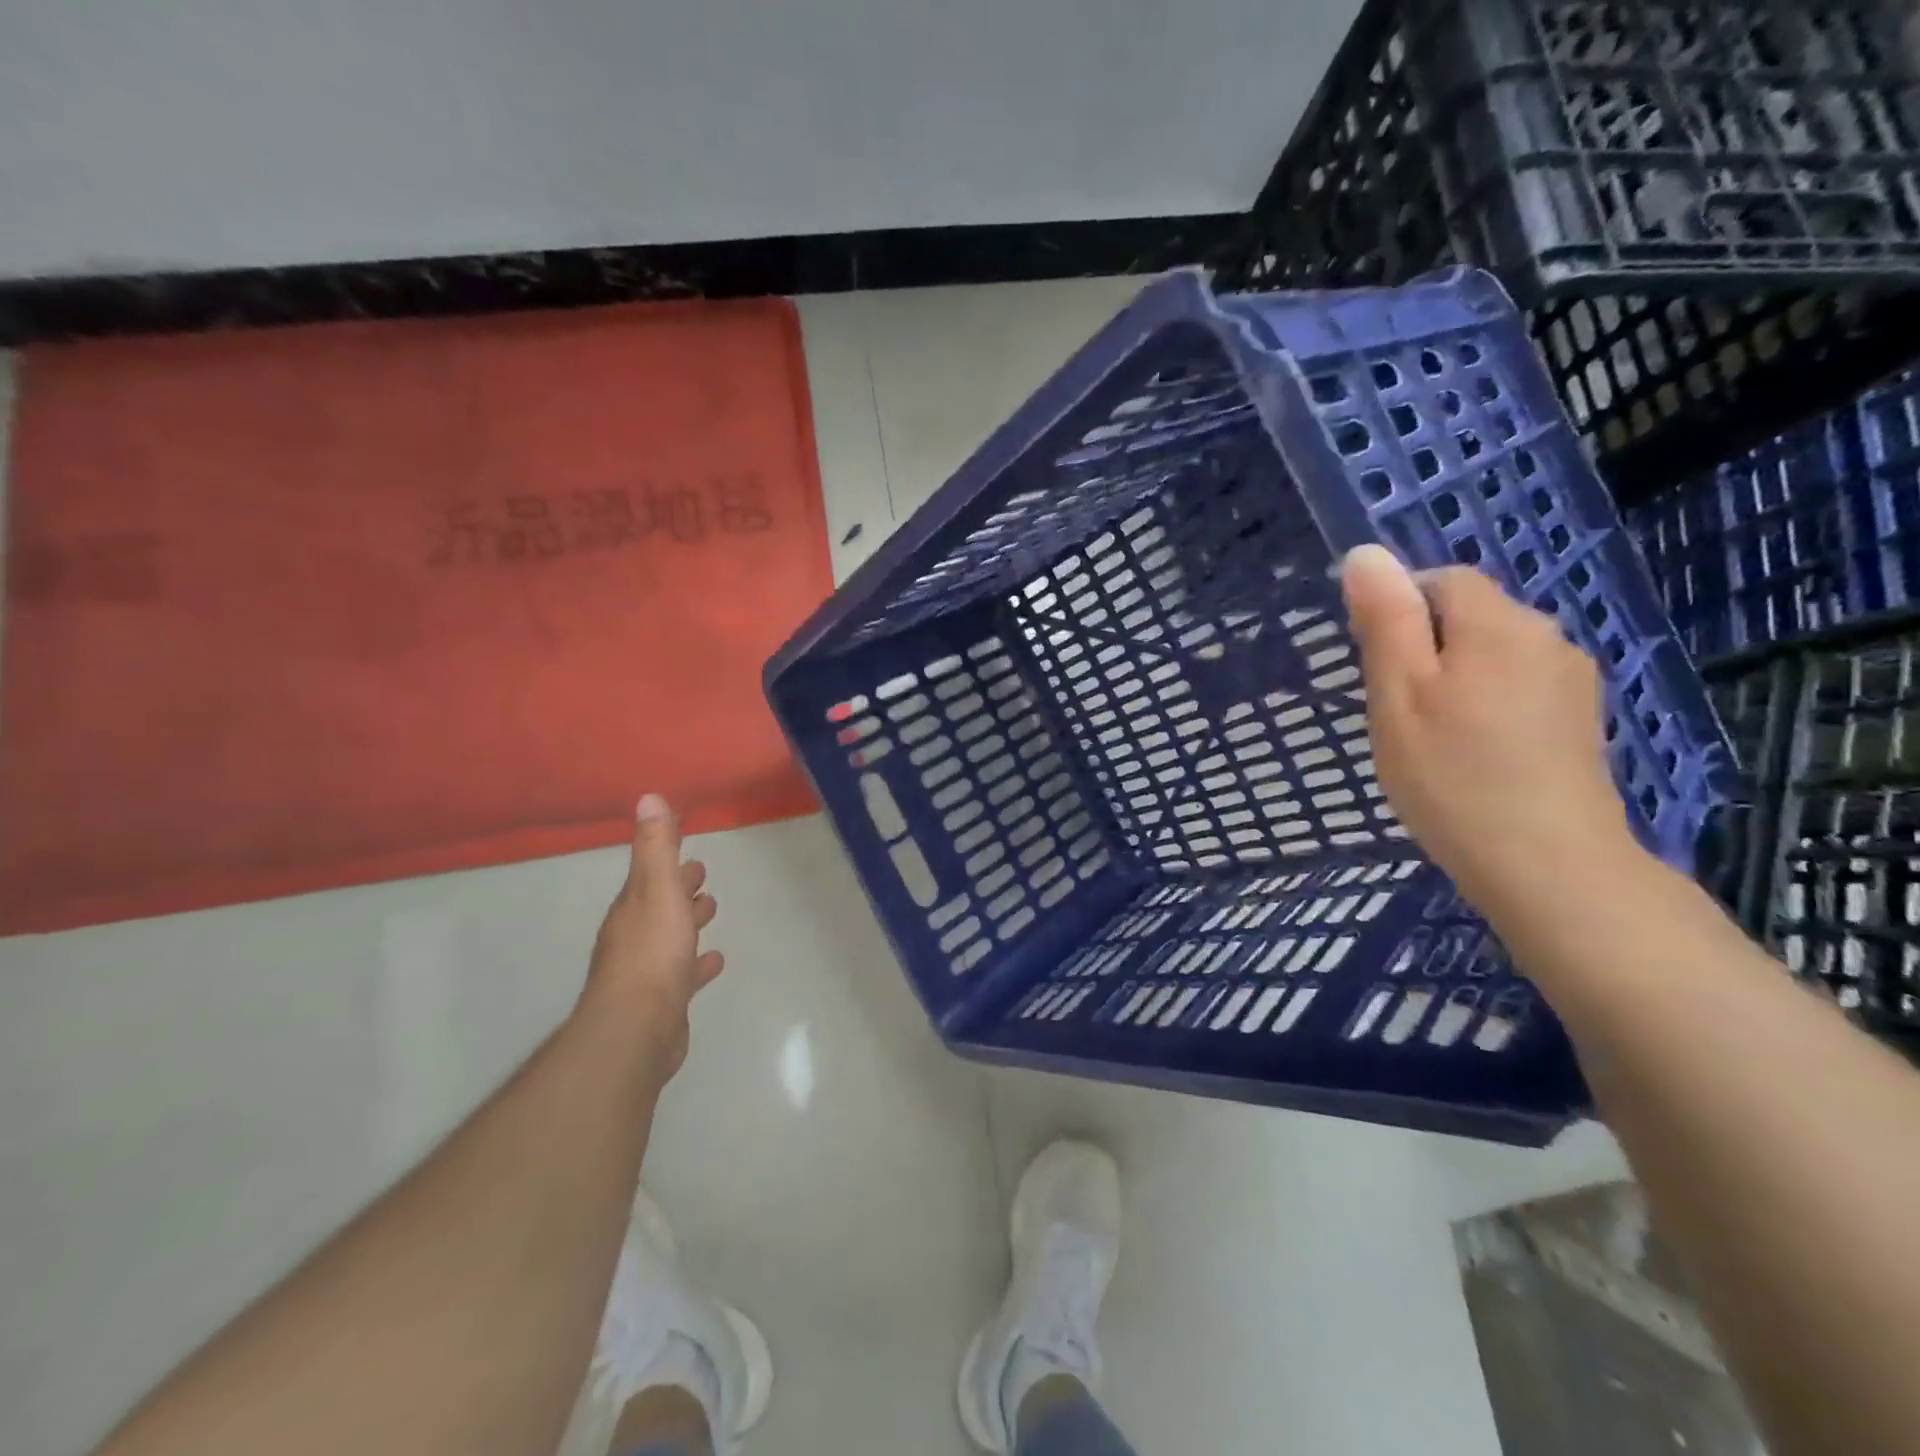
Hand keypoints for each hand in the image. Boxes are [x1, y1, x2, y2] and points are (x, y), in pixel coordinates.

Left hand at [582, 794, 723, 1077]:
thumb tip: (648, 797)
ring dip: (687, 922)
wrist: (636, 1029)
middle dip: (679, 888)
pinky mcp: (662, 1001)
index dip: (668, 861)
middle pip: (659, 904)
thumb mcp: (657, 890)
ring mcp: (646, 971)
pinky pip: (683, 973)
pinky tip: (713, 962)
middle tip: (701, 876)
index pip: (650, 875)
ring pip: (670, 937)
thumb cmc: (651, 953)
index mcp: (632, 908)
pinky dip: (697, 963)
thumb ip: (656, 847)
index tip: (688, 849)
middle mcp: (633, 936)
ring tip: (709, 910)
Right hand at [1340, 545, 1639, 917]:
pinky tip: (1470, 751)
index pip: (1441, 580)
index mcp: (1497, 623)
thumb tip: (1367, 553)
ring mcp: (1570, 679)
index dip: (1398, 608)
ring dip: (1453, 676)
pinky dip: (1484, 703)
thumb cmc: (1452, 775)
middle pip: (1469, 615)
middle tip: (1391, 707)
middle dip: (1423, 645)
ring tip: (1428, 734)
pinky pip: (1517, 685)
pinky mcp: (1578, 719)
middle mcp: (1545, 636)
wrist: (1547, 864)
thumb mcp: (1398, 694)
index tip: (1372, 664)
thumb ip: (1385, 620)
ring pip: (1492, 653)